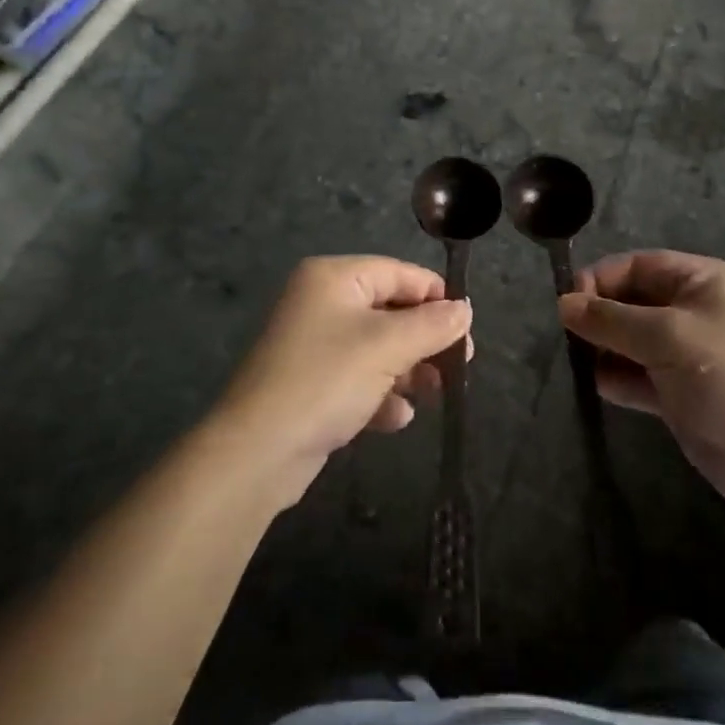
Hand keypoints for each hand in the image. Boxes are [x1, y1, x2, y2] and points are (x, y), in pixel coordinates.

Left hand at [217, 256, 470, 503]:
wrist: (257, 451)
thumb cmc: (326, 380)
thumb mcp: (387, 346)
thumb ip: (432, 325)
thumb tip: (465, 308)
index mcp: (333, 278)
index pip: (398, 273)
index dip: (435, 296)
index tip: (467, 327)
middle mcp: (321, 302)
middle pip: (389, 311)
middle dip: (424, 340)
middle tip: (458, 365)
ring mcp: (313, 345)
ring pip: (376, 348)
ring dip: (406, 371)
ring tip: (432, 394)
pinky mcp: (310, 384)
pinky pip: (357, 379)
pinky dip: (379, 395)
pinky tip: (395, 419)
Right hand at [560, 251, 724, 520]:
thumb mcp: (668, 336)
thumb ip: (611, 318)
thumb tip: (562, 303)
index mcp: (701, 281)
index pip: (636, 266)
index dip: (600, 280)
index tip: (566, 305)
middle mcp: (694, 311)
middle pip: (631, 302)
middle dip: (600, 317)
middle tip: (568, 339)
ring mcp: (688, 354)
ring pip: (631, 340)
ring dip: (605, 349)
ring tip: (579, 363)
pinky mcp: (681, 393)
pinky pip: (639, 375)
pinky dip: (618, 378)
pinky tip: (600, 387)